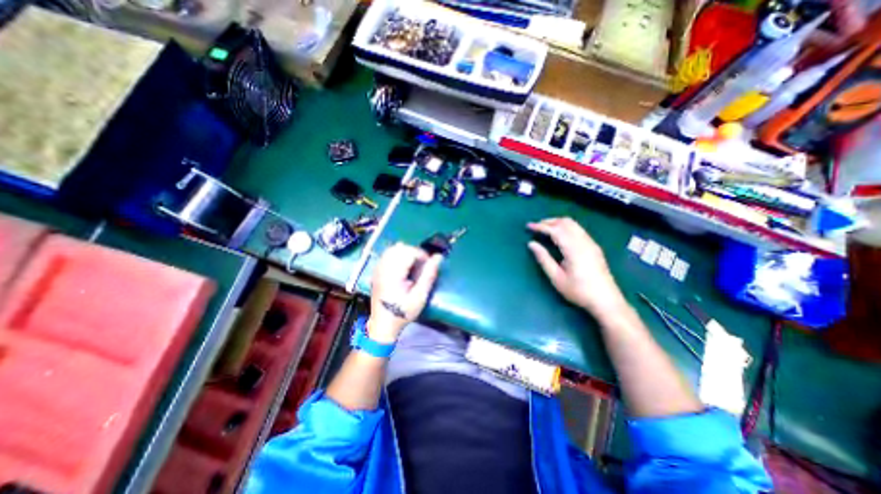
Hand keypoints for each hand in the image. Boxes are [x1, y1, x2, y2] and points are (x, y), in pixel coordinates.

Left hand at [370, 243, 443, 342]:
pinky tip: (403, 266)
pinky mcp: (377, 270)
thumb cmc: (402, 312)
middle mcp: (383, 267)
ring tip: (413, 265)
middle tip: (422, 266)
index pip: (408, 252)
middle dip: (414, 252)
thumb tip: (438, 257)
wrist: (383, 324)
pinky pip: (387, 254)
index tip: (428, 265)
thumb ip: (429, 275)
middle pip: (400, 248)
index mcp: (393, 274)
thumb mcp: (420, 297)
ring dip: (406, 253)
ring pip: (393, 249)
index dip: (422, 255)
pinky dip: (398, 255)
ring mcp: (378, 268)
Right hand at [529, 218, 625, 313]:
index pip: (555, 230)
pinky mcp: (594, 247)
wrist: (606, 301)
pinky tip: (560, 236)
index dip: (541, 226)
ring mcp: (591, 243)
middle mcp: (584, 242)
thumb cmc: (578, 291)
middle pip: (566, 222)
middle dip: (549, 221)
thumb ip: (543, 259)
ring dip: (558, 223)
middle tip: (536, 227)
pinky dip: (566, 227)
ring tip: (545, 229)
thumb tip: (531, 244)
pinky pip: (578, 230)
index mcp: (574, 249)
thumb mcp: (556, 278)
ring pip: (573, 224)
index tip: (529, 226)